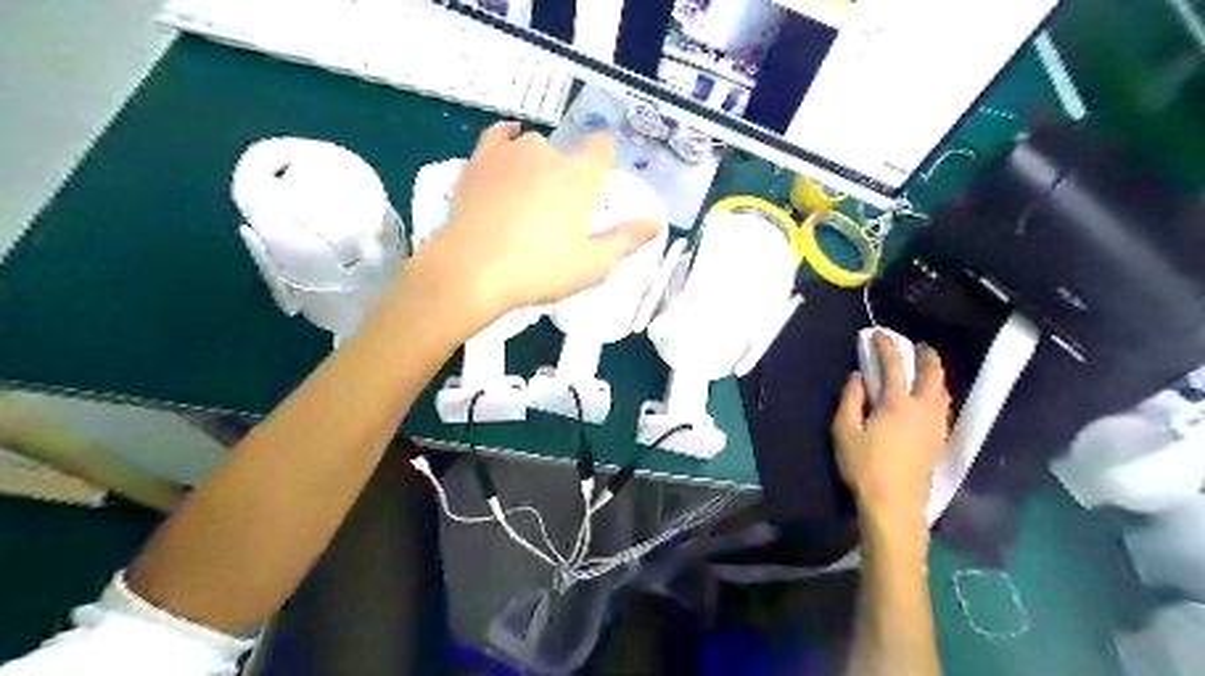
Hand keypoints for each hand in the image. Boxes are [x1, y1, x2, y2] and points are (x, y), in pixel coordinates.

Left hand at [421, 122, 668, 322]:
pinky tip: (508, 150)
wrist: (471, 271)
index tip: (597, 189)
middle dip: (568, 176)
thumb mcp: (593, 264)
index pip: (602, 147)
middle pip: (567, 154)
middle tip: (558, 214)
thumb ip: (628, 238)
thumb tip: (658, 221)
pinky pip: (497, 137)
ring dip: (537, 166)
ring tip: (527, 200)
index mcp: (580, 174)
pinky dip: (506, 141)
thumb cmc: (539, 270)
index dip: (603, 164)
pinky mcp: (479, 160)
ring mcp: (510, 152)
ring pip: (533, 148)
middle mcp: (548, 152)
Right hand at [835, 334, 946, 533]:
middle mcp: (923, 409)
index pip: (894, 365)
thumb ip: (851, 400)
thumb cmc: (864, 466)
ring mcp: (935, 426)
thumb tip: (857, 377)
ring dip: (936, 374)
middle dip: (926, 356)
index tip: (877, 334)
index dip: (886, 346)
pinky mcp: (938, 441)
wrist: (894, 505)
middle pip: (932, 375)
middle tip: (919, 345)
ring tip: (926, 369)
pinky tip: (930, 398)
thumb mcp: (845, 431)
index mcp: (898, 403)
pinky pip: (943, 407)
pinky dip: (938, 392)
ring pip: (943, 391)